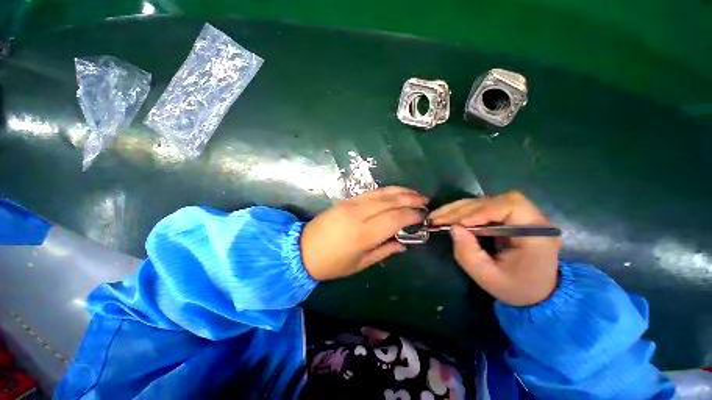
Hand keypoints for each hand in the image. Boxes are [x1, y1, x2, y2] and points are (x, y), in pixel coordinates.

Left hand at [301, 186, 427, 280]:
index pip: (395, 218)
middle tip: (425, 202)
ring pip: (382, 193)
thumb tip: (403, 243)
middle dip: (411, 200)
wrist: (302, 249)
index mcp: (364, 234)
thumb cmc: (332, 264)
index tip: (424, 217)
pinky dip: (386, 190)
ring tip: (416, 194)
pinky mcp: (347, 200)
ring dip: (401, 192)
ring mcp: (352, 204)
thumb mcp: (361, 263)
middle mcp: (359, 215)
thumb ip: (385, 250)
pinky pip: (371, 192)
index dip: (412, 215)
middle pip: (391, 202)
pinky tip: (395, 192)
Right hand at [429, 191, 560, 306]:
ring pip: (484, 201)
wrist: (535, 291)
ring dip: (458, 208)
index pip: (512, 206)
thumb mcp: (489, 278)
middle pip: (493, 200)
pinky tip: (448, 216)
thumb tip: (453, 228)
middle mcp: (531, 218)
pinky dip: (462, 211)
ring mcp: (519, 215)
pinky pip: (482, 207)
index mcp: (537, 234)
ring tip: (438, 216)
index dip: (483, 211)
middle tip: (438, 218)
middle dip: (462, 209)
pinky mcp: (507, 216)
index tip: (461, 223)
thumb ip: (469, 254)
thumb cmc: (515, 287)